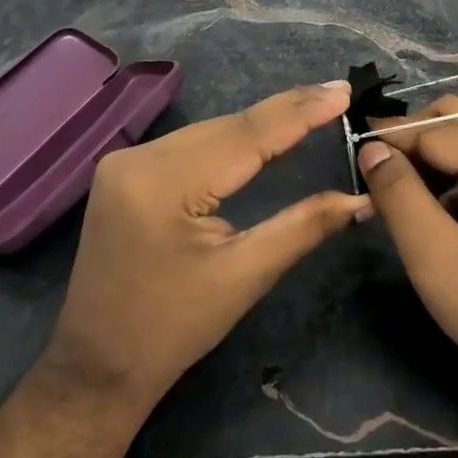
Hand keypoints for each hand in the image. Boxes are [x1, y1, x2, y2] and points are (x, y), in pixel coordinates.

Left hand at [41, 81, 366, 412]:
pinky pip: (193, 144)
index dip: (300, 111)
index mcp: (164, 183)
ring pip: (212, 131)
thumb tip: (360, 198)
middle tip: (339, 94)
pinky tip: (265, 132)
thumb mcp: (245, 276)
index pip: (246, 135)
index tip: (344, 90)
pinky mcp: (128, 171)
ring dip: (262, 123)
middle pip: (228, 126)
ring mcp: (127, 161)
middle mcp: (139, 158)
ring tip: (315, 106)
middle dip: (287, 110)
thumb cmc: (172, 330)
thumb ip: (303, 226)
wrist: (96, 368)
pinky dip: (233, 138)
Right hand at [357, 96, 457, 437]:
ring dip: (433, 153)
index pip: (434, 129)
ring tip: (398, 189)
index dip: (390, 137)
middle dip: (413, 135)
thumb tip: (371, 148)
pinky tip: (435, 208)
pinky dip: (456, 172)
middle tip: (375, 167)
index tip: (350, 149)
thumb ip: (399, 195)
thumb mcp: (436, 257)